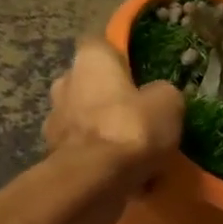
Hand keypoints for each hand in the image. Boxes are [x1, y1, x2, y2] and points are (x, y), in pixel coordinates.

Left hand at [45, 36, 183, 175]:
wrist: (95, 180)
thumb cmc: (131, 127)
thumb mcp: (168, 103)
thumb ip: (163, 93)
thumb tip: (158, 97)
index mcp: (89, 59)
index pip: (100, 43)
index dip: (119, 56)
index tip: (138, 72)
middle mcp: (64, 83)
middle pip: (88, 84)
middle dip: (108, 97)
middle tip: (137, 114)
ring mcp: (54, 121)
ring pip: (84, 120)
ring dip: (103, 130)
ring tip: (132, 150)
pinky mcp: (54, 156)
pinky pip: (84, 151)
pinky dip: (99, 159)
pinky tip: (123, 174)